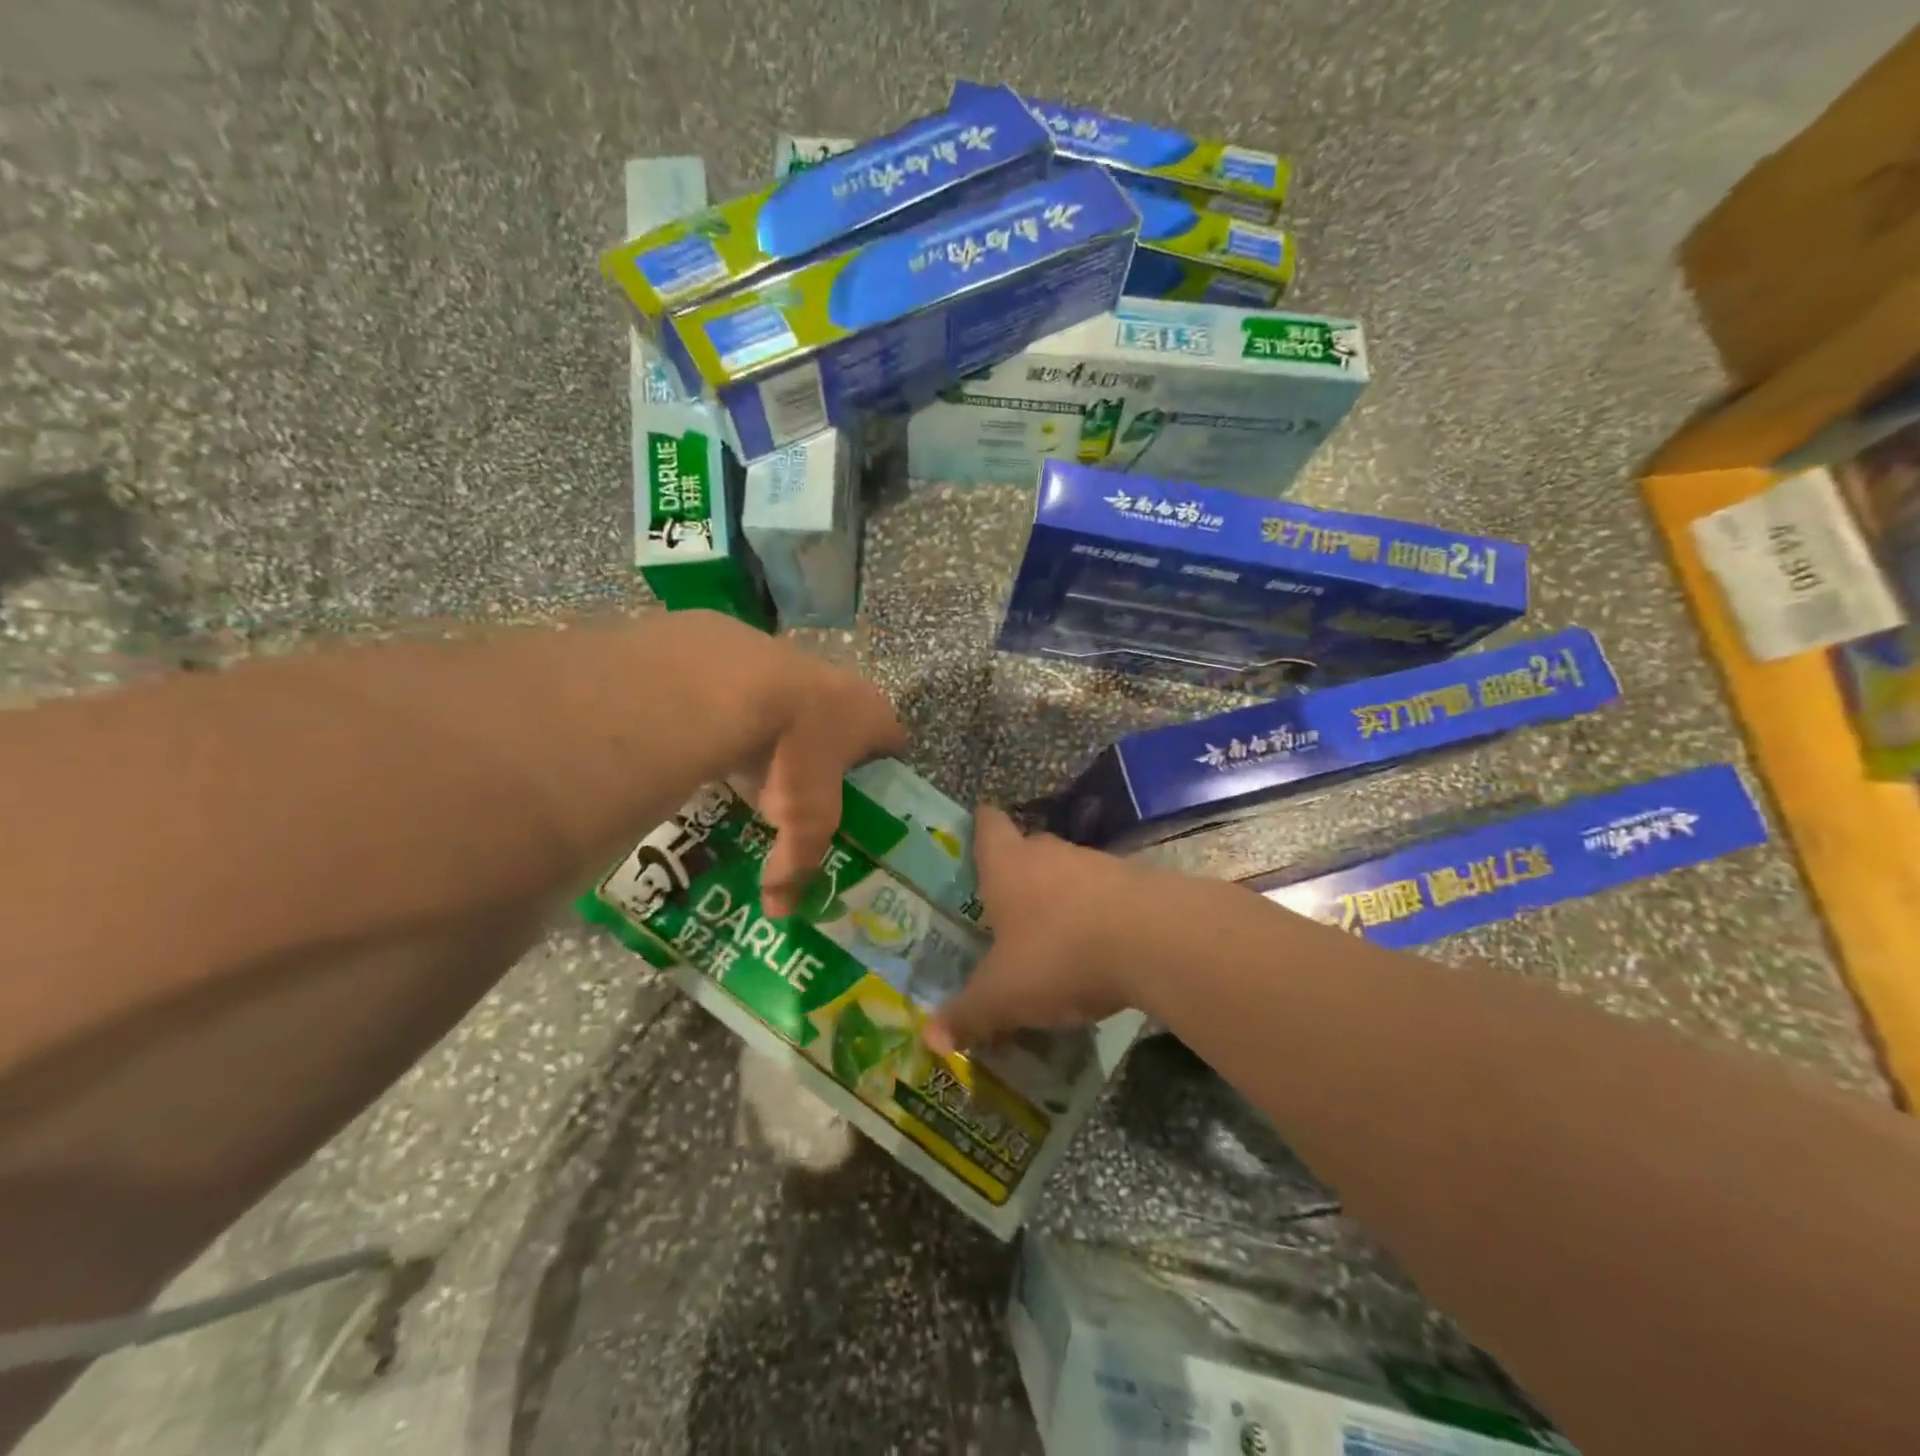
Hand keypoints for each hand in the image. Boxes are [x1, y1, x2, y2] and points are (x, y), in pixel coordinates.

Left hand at [678, 614, 906, 916]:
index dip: (886, 769)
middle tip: (812, 786)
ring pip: (800, 701)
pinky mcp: (749, 651)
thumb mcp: (804, 820)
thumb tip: (779, 910)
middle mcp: (842, 684)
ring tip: (764, 763)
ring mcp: (795, 661)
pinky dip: (746, 712)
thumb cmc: (794, 754)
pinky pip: (754, 690)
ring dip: (788, 728)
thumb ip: (797, 862)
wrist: (732, 684)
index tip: (873, 795)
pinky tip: (725, 736)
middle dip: (833, 750)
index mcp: (871, 715)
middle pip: (847, 720)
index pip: (895, 742)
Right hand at [924, 806, 1162, 1053]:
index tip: (977, 826)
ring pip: (1069, 871)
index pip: (989, 825)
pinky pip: (1106, 893)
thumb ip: (968, 1015)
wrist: (1154, 940)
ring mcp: (1098, 864)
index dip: (981, 824)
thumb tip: (929, 1038)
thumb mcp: (1004, 996)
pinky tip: (1099, 947)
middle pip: (1029, 847)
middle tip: (1007, 901)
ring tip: (1054, 933)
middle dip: (1018, 870)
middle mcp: (1050, 853)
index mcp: (1008, 866)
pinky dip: (1098, 913)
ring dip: (1061, 894)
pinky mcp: (1137, 883)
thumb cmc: (1059, 954)